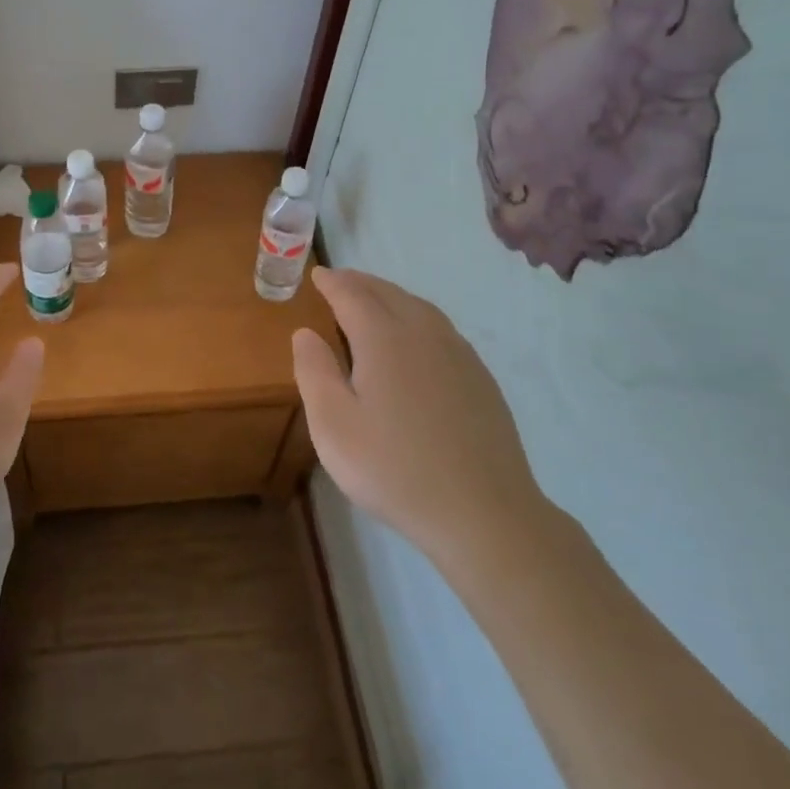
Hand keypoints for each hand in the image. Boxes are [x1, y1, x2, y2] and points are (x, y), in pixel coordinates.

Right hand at [292, 268, 550, 580]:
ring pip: (420, 308)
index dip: (332, 282)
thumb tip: (305, 333)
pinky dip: (417, 317)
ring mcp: (459, 355)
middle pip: (389, 293)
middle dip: (360, 283)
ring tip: (373, 301)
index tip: (316, 274)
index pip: (353, 295)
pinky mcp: (480, 379)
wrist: (484, 514)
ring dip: (391, 296)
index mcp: (384, 340)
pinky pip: (442, 329)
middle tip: (339, 281)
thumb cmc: (394, 469)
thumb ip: (314, 372)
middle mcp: (424, 334)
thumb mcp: (333, 426)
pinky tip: (415, 338)